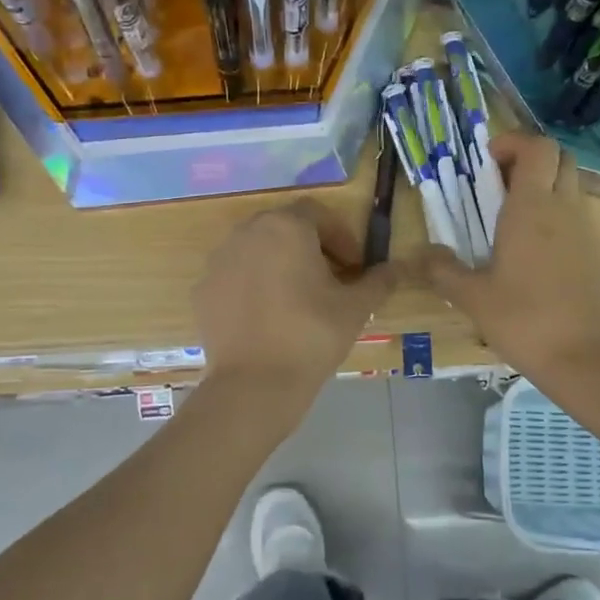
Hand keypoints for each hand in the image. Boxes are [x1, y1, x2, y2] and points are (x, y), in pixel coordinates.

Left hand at [195, 200, 394, 396]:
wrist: (254, 384)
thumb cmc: (311, 335)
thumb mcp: (356, 308)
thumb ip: (379, 281)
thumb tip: (396, 268)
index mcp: (286, 227)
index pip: (318, 214)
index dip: (341, 236)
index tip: (354, 266)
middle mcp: (247, 233)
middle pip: (285, 228)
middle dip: (310, 247)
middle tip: (330, 280)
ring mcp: (219, 260)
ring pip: (257, 250)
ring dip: (280, 264)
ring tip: (298, 299)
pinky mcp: (203, 289)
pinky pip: (235, 276)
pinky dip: (253, 286)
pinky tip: (267, 317)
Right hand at [415, 133, 599, 383]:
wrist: (585, 358)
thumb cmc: (525, 320)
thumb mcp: (473, 297)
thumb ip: (443, 270)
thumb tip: (421, 255)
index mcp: (533, 207)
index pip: (537, 146)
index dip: (512, 142)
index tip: (485, 162)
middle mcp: (564, 208)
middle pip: (559, 157)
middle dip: (528, 158)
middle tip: (496, 184)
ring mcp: (585, 229)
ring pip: (569, 184)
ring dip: (541, 186)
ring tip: (506, 218)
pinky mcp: (595, 252)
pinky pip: (575, 214)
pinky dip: (553, 213)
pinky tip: (528, 250)